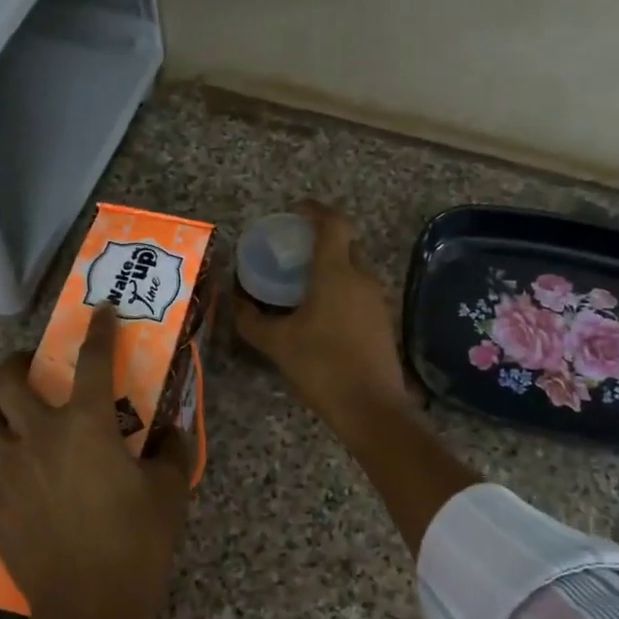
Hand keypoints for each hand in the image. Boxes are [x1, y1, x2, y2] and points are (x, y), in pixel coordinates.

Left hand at [0, 305, 189, 618]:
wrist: (89, 608)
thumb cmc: (137, 542)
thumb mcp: (171, 490)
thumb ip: (172, 450)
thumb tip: (170, 431)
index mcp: (86, 425)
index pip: (92, 360)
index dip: (98, 330)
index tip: (101, 312)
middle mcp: (38, 436)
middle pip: (8, 381)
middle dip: (17, 363)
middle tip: (33, 369)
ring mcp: (6, 472)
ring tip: (7, 419)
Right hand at [235, 202, 413, 436]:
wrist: (372, 408)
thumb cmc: (322, 367)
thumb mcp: (277, 344)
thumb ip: (251, 320)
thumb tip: (234, 301)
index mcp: (336, 273)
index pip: (333, 223)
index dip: (315, 210)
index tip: (296, 211)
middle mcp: (362, 278)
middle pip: (347, 243)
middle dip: (323, 239)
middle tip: (295, 249)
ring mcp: (377, 300)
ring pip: (355, 269)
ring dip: (333, 266)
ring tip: (304, 281)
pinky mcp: (383, 321)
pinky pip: (360, 291)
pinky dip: (342, 289)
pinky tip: (322, 311)